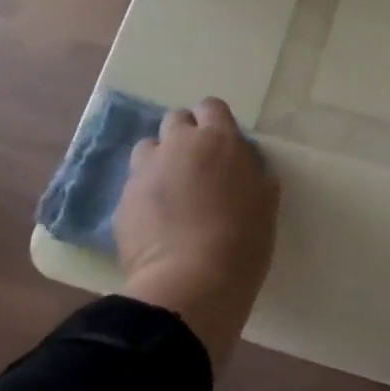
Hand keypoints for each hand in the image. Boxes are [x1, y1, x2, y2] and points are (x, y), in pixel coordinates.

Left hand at [115, 98, 278, 370]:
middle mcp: (179, 145)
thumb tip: (245, 167)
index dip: (215, 122)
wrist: (191, 284)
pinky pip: (134, 185)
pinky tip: (156, 221)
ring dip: (160, 161)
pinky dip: (145, 194)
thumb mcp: (266, 203)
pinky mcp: (123, 200)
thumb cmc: (242, 241)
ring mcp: (146, 170)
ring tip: (171, 191)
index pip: (211, 106)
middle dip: (185, 137)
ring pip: (148, 148)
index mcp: (219, 139)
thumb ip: (254, 174)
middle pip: (176, 120)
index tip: (222, 145)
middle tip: (197, 167)